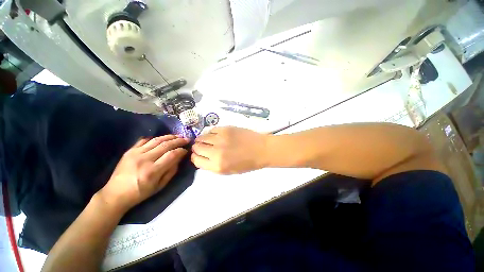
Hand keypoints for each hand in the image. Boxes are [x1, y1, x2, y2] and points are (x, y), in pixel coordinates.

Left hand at [99, 135, 188, 212]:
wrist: (115, 194)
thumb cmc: (140, 193)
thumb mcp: (160, 186)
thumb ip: (172, 171)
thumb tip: (179, 158)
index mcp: (152, 171)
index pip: (172, 155)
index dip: (181, 151)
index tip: (186, 150)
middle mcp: (144, 159)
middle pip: (166, 145)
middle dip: (178, 141)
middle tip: (186, 139)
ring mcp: (135, 153)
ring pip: (156, 140)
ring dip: (169, 137)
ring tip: (177, 136)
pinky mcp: (129, 151)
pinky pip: (144, 140)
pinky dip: (155, 138)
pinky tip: (162, 139)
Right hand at [191, 126, 268, 173]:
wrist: (261, 150)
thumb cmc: (247, 163)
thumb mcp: (229, 171)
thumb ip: (213, 165)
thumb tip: (203, 157)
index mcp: (217, 166)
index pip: (196, 160)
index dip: (196, 157)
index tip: (198, 155)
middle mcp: (216, 152)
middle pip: (197, 147)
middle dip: (198, 148)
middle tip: (203, 146)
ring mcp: (220, 138)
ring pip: (202, 137)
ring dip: (203, 139)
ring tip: (209, 140)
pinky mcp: (226, 129)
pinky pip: (211, 129)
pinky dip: (211, 133)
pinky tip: (216, 135)